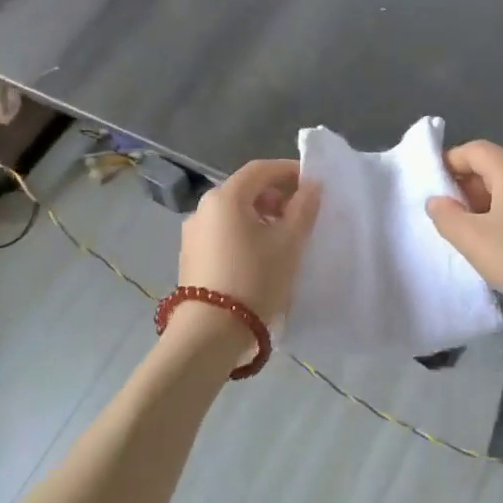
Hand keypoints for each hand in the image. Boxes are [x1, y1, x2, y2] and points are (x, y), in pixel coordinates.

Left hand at [171, 159, 320, 353]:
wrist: (209, 333)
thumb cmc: (254, 279)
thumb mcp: (288, 243)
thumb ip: (304, 208)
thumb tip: (312, 185)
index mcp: (226, 197)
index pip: (261, 169)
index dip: (289, 171)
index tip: (312, 183)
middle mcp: (203, 207)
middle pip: (245, 189)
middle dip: (276, 195)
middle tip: (301, 213)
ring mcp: (193, 233)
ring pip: (233, 212)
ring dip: (261, 215)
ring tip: (284, 237)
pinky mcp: (190, 256)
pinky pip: (223, 232)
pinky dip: (244, 232)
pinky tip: (260, 255)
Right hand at [426, 141, 502, 351]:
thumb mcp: (473, 240)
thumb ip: (446, 216)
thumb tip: (436, 200)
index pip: (473, 150)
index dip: (448, 163)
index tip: (431, 188)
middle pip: (491, 166)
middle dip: (463, 185)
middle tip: (447, 215)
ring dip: (482, 204)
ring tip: (468, 233)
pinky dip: (502, 215)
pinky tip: (497, 244)